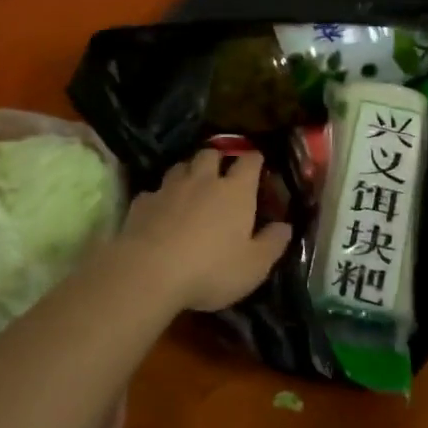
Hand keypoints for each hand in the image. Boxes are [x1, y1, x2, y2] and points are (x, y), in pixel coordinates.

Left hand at [120, 150, 292, 312]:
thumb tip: (285, 226)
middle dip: (218, 159)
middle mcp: (203, 180)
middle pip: (211, 154)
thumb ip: (272, 244)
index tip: (258, 165)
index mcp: (235, 191)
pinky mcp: (142, 202)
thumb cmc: (210, 269)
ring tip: (191, 188)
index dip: (255, 160)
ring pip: (181, 166)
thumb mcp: (253, 266)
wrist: (148, 273)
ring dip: (188, 172)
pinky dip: (161, 197)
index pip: (249, 161)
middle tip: (221, 175)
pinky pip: (154, 191)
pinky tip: (161, 212)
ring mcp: (170, 188)